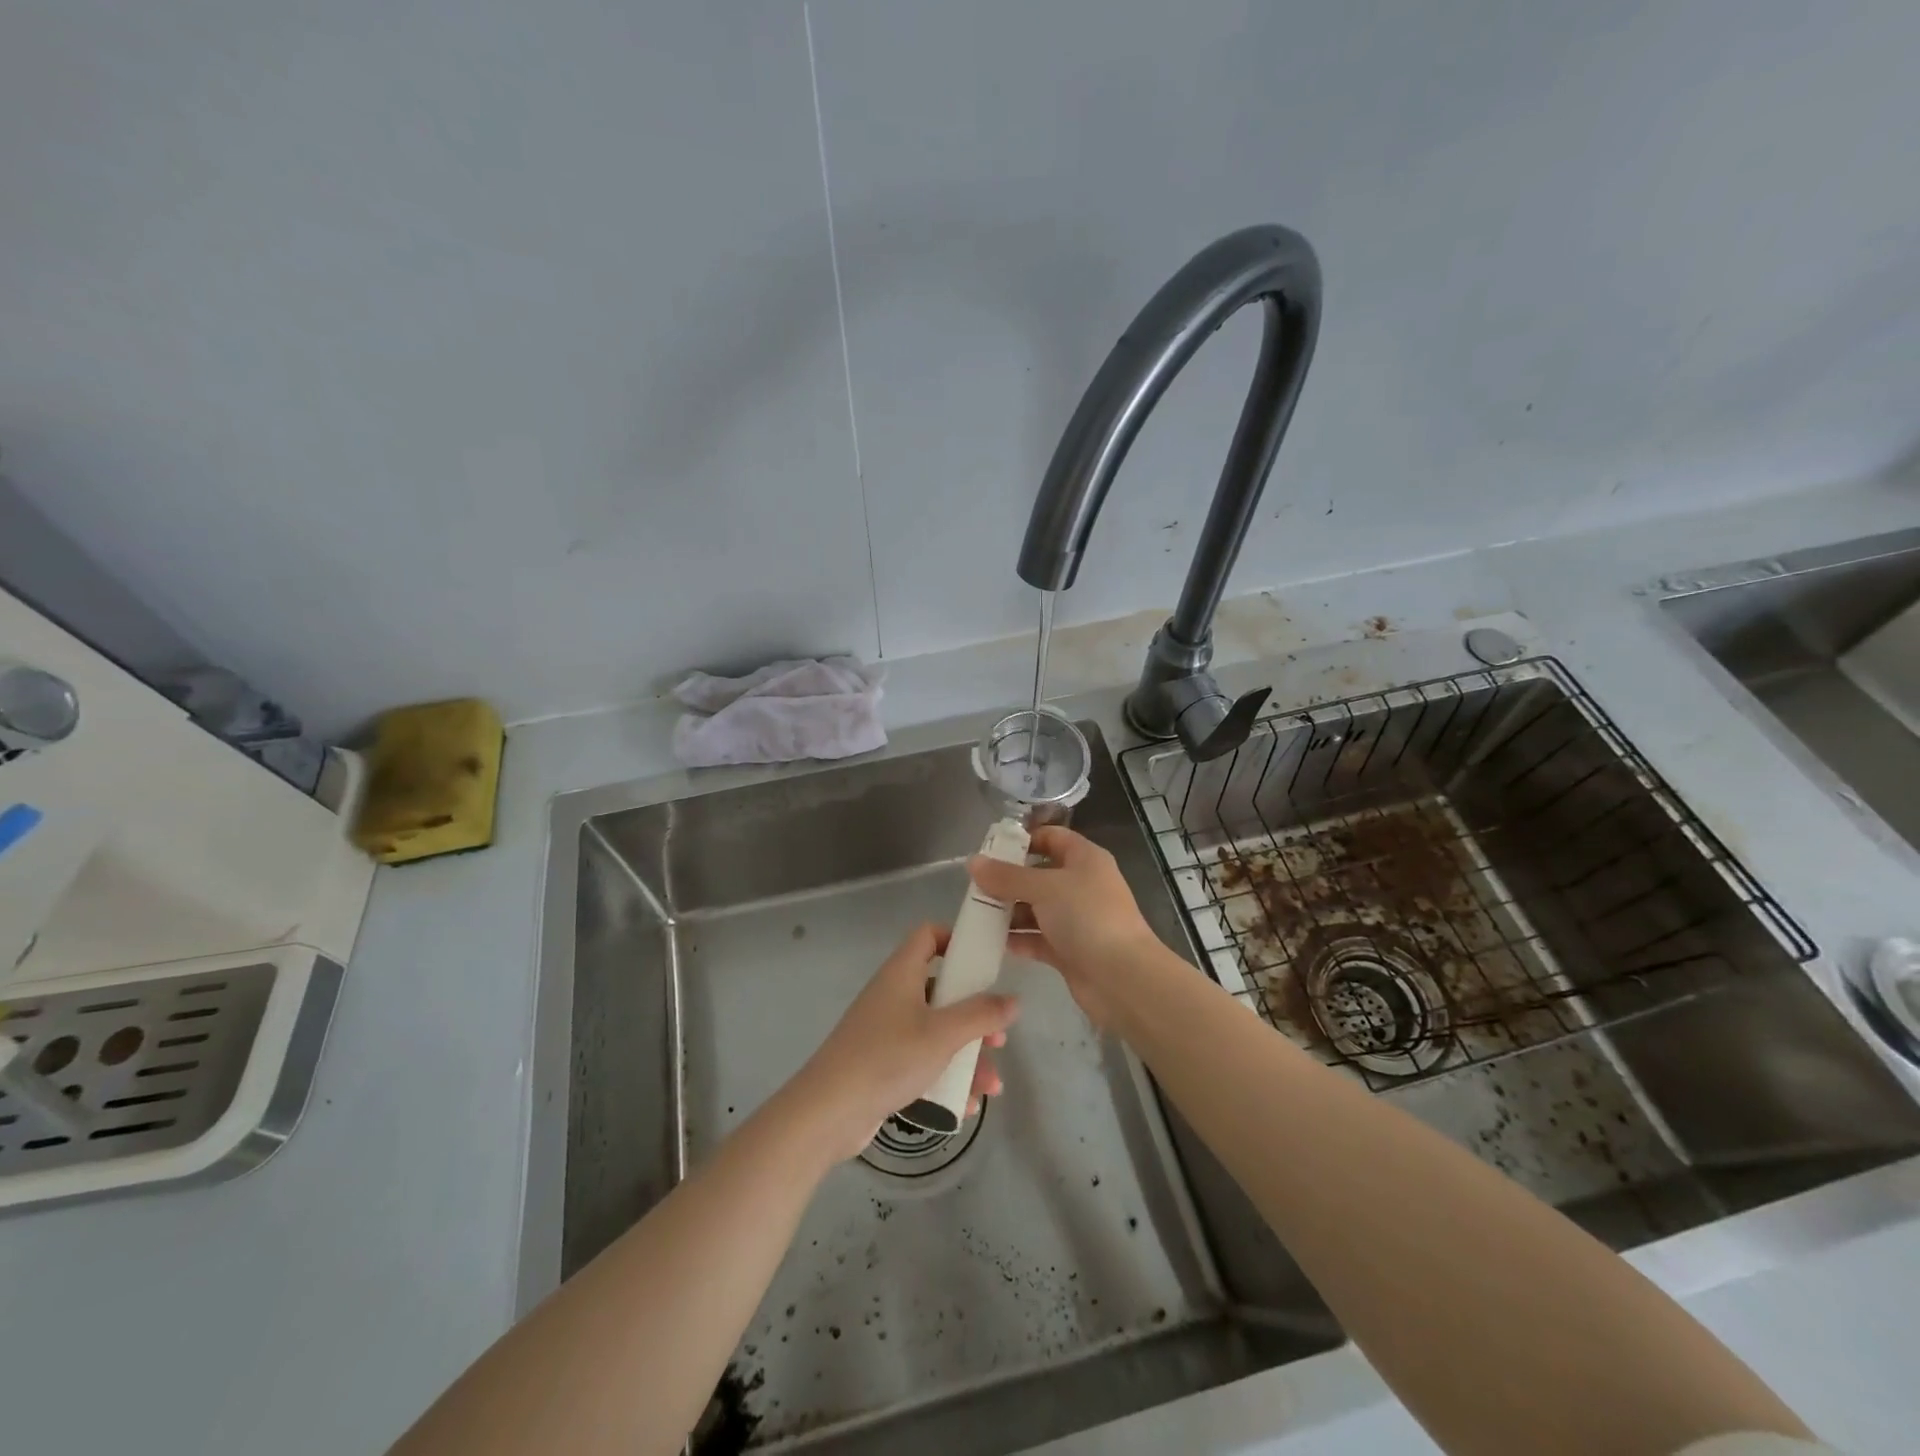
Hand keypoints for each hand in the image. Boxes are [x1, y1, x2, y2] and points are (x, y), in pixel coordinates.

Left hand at [786, 923, 1018, 1164]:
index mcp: (902, 973)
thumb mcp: (943, 1034)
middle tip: (997, 1037)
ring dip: (966, 1056)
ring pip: (935, 1033)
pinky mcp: (882, 1064)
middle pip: (941, 991)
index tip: (984, 962)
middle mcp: (893, 995)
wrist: (829, 1111)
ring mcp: (886, 1031)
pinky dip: (944, 1077)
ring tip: (991, 1087)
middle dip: (974, 1016)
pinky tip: (965, 1105)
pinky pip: (921, 1062)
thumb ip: (981, 1015)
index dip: (956, 940)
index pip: (928, 936)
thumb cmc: (888, 1057)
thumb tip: (1013, 1000)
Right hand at [969, 825, 1160, 1027]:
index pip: (1051, 837)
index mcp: (1084, 859)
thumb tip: (973, 862)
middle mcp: (1081, 885)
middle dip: (1007, 880)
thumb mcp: (1043, 888)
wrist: (1122, 978)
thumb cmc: (1086, 917)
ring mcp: (1076, 919)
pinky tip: (991, 941)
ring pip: (1035, 908)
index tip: (990, 849)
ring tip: (976, 915)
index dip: (1023, 840)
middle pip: (1038, 874)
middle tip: (974, 887)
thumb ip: (1006, 876)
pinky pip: (1037, 938)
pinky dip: (1018, 938)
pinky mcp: (1069, 950)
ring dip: (1009, 912)